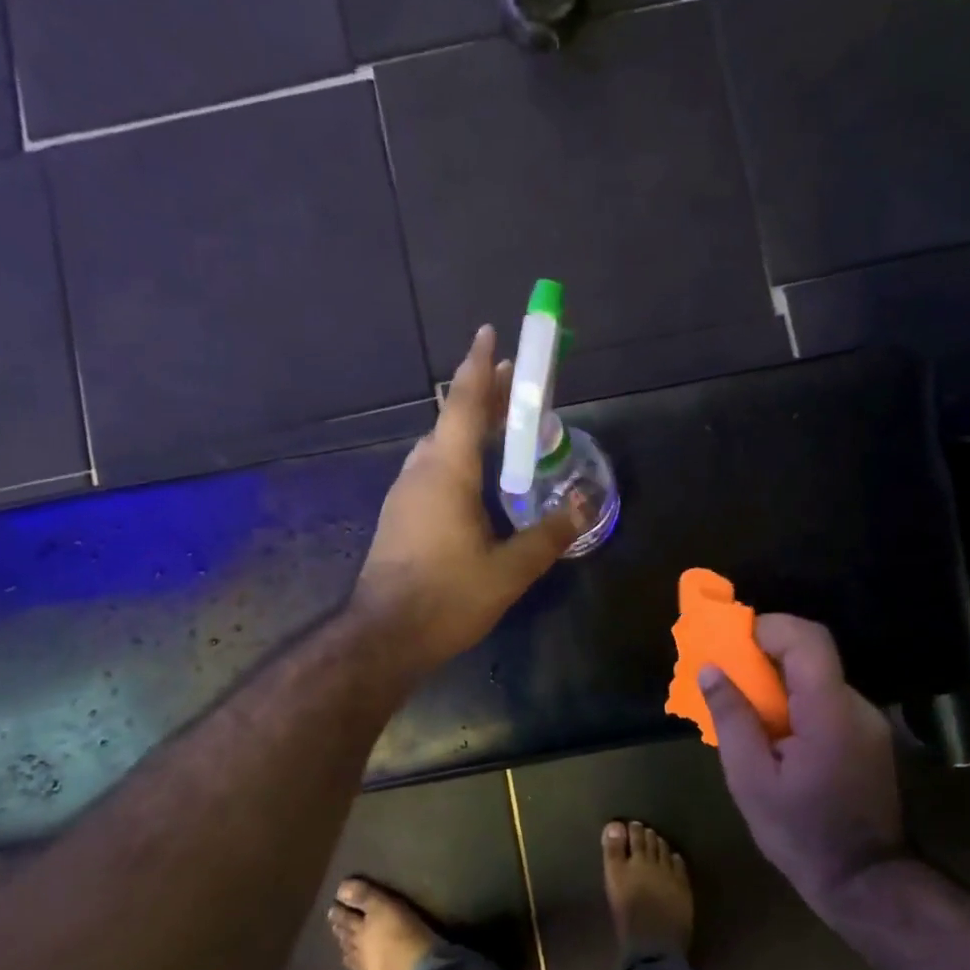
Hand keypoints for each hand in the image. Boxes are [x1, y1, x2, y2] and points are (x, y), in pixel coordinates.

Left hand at [353, 326, 583, 672]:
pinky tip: (476, 478)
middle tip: (517, 384)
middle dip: (485, 397)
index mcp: (447, 472)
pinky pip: (433, 470)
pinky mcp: (400, 517)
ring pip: (440, 446)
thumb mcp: (510, 569)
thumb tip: (585, 503)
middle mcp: (421, 472)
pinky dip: (458, 457)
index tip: (490, 333)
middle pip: (453, 420)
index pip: (465, 404)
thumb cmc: (448, 597)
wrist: (385, 636)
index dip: (480, 366)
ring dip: (470, 428)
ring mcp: (405, 494)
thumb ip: (549, 533)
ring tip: (503, 427)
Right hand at [700, 614, 902, 911]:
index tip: (732, 642)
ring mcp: (868, 721)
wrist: (863, 880)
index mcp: (830, 713)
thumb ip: (732, 719)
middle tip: (730, 672)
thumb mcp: (750, 780)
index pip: (808, 640)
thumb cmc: (800, 834)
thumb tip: (711, 670)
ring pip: (819, 675)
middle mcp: (857, 706)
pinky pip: (827, 699)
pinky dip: (797, 699)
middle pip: (814, 653)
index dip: (769, 628)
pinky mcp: (869, 736)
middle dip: (768, 651)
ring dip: (781, 677)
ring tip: (746, 705)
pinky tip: (775, 731)